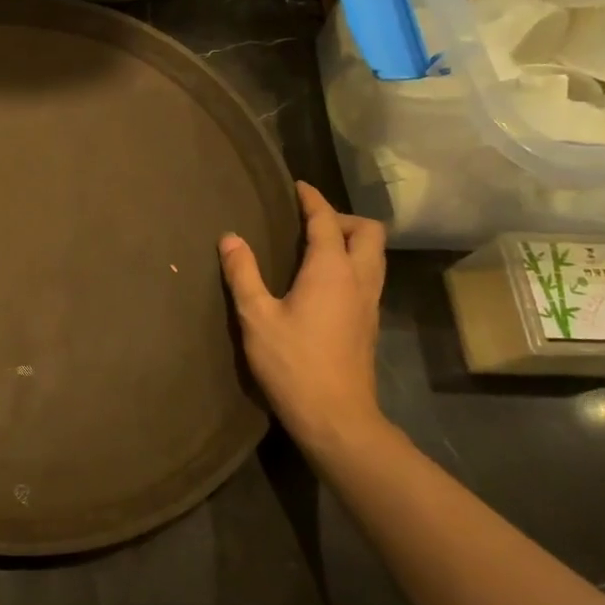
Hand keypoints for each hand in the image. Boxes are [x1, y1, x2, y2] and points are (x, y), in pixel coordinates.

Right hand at [219, 181, 387, 453]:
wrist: (337, 418)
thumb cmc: (293, 363)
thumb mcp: (256, 317)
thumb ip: (243, 273)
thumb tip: (230, 237)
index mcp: (332, 270)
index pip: (327, 221)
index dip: (313, 200)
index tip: (298, 186)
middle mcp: (359, 280)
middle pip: (369, 232)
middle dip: (342, 218)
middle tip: (309, 222)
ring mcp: (370, 303)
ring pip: (375, 255)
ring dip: (352, 241)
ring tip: (316, 246)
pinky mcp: (369, 324)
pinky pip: (368, 276)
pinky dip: (352, 263)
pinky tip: (323, 281)